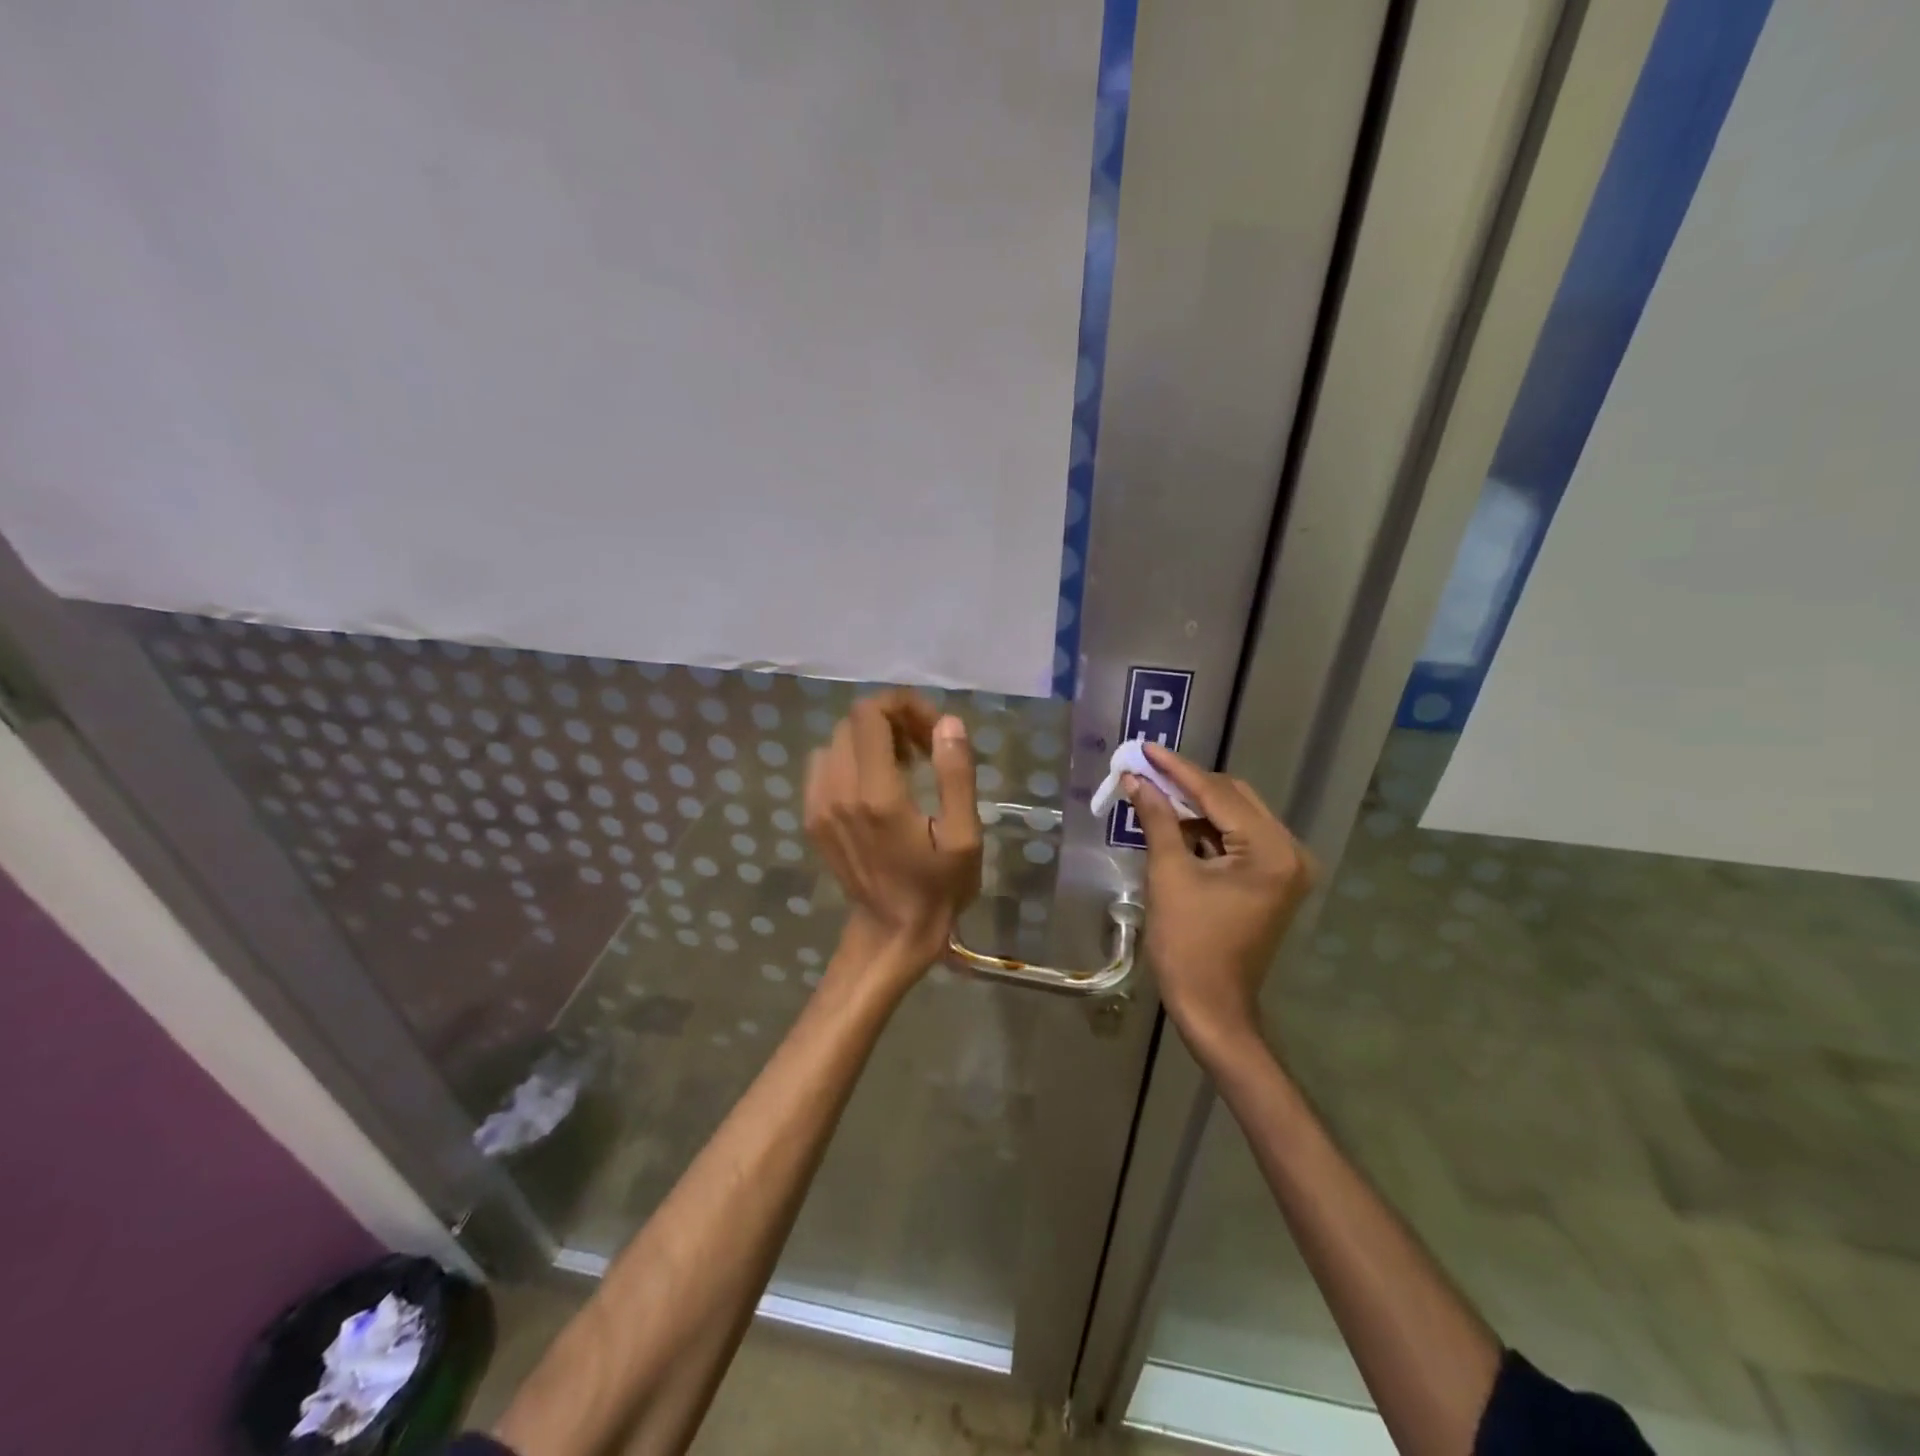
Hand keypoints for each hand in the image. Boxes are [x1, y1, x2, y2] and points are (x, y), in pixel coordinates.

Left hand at [805, 691, 981, 973]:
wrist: (891, 932)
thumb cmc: (937, 887)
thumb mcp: (964, 836)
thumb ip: (956, 775)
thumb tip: (947, 722)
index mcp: (877, 794)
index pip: (871, 714)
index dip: (904, 705)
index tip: (933, 729)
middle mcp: (839, 791)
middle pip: (854, 722)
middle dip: (893, 722)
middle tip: (926, 749)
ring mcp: (819, 805)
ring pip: (837, 740)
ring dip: (871, 740)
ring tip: (904, 767)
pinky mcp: (811, 817)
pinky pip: (824, 765)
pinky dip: (851, 760)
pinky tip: (876, 785)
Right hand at [1125, 742, 1316, 1054]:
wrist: (1211, 1007)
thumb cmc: (1188, 944)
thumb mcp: (1169, 874)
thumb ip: (1157, 819)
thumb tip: (1135, 779)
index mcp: (1271, 851)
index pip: (1219, 795)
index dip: (1177, 770)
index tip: (1146, 748)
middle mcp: (1289, 852)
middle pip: (1233, 799)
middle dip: (1187, 784)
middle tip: (1145, 769)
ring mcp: (1285, 868)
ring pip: (1235, 817)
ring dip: (1195, 806)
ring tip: (1153, 792)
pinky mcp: (1273, 881)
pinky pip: (1238, 840)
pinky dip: (1206, 830)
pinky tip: (1174, 821)